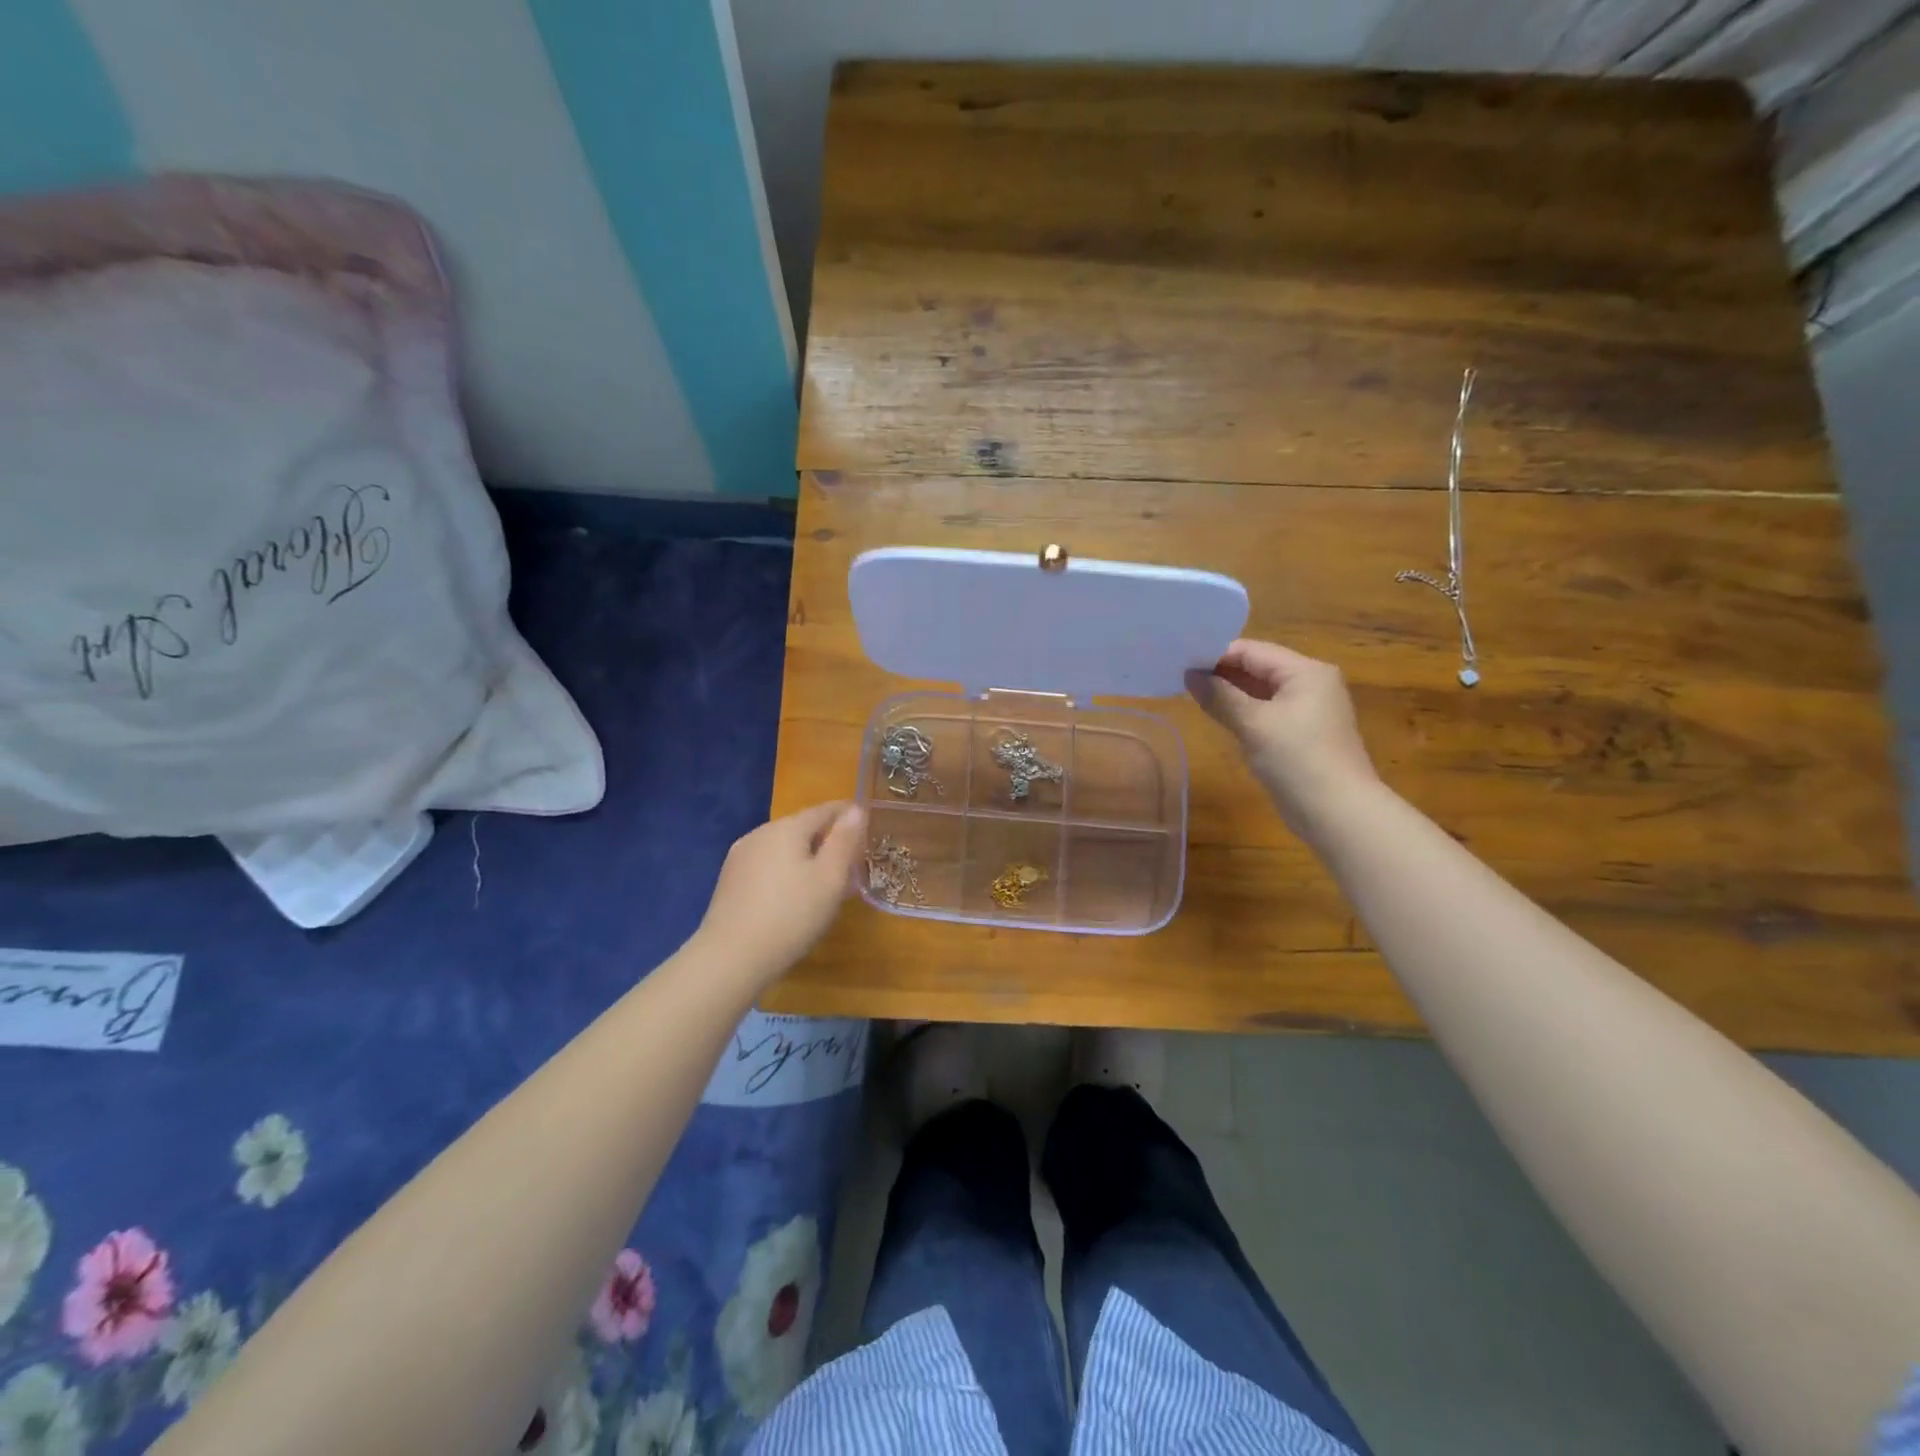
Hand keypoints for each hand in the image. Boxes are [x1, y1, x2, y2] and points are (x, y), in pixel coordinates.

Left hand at [697, 803, 866, 981]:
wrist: (731, 958)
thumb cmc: (791, 915)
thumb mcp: (830, 878)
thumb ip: (845, 841)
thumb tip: (855, 809)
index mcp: (787, 828)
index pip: (824, 810)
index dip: (847, 814)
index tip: (866, 823)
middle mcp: (760, 833)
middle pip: (801, 827)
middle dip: (826, 839)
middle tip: (849, 860)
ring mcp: (740, 857)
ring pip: (782, 847)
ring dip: (804, 857)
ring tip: (823, 881)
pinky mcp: (729, 880)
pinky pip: (766, 865)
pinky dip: (785, 871)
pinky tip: (791, 895)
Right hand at [1187, 639, 1378, 831]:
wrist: (1337, 812)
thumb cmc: (1297, 759)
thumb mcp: (1254, 724)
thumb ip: (1220, 696)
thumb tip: (1190, 674)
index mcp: (1306, 672)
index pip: (1253, 651)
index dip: (1216, 655)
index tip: (1181, 662)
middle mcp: (1311, 684)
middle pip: (1258, 669)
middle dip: (1222, 673)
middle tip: (1181, 677)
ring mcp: (1309, 711)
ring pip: (1261, 692)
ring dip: (1230, 693)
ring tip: (1191, 694)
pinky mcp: (1303, 735)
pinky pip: (1267, 713)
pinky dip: (1243, 712)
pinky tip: (1218, 716)